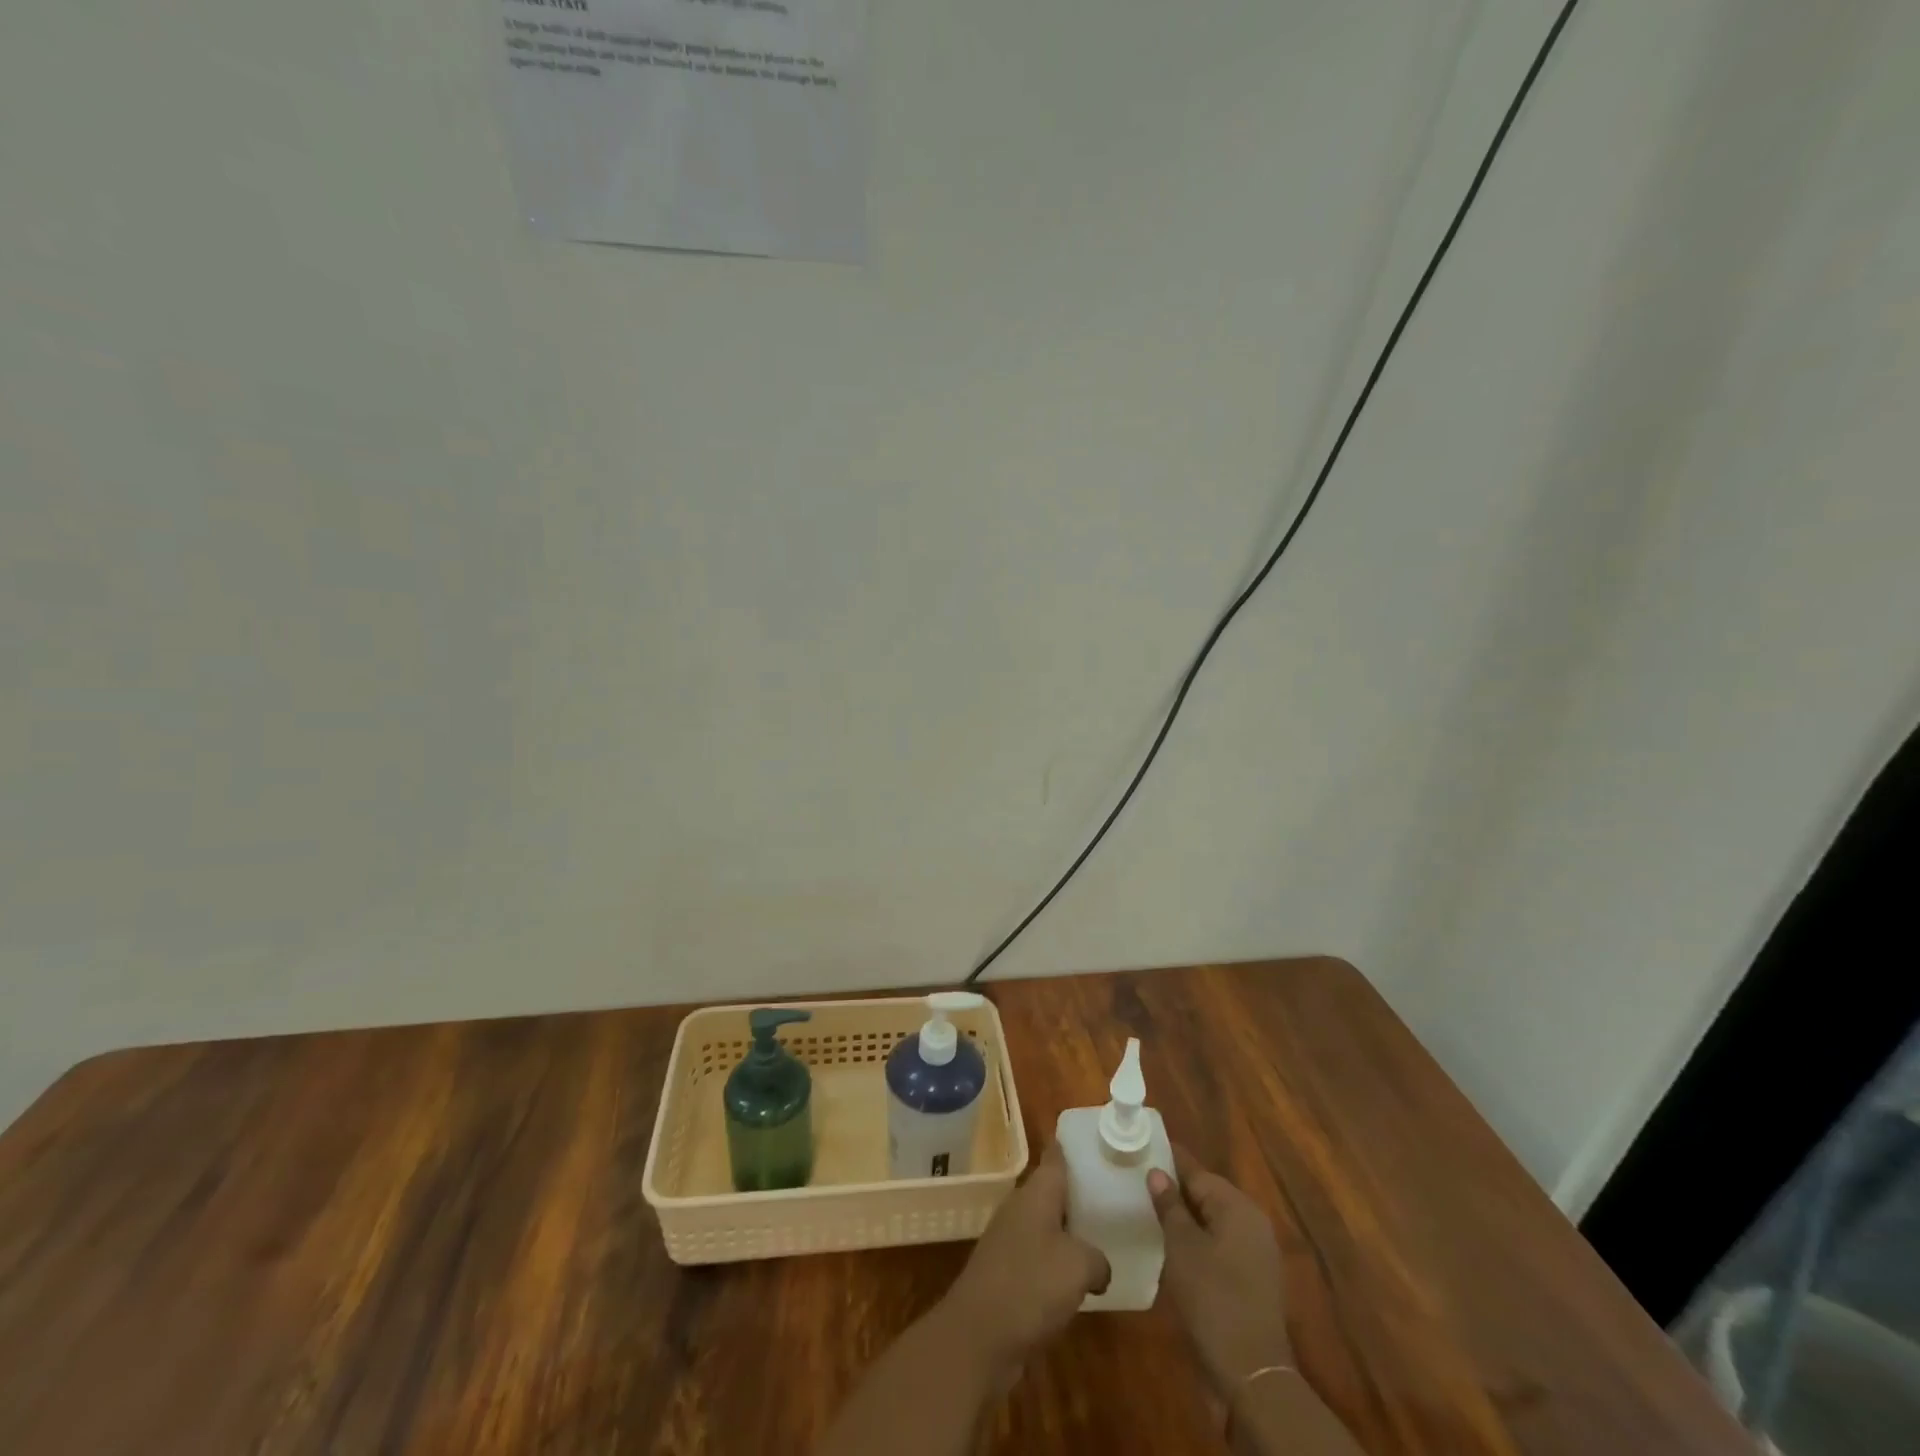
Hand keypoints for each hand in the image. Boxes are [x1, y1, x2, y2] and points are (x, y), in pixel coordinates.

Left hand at [940, 1143, 1109, 1379]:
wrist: (978, 1336)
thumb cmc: (1030, 1285)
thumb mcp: (1078, 1266)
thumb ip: (1097, 1258)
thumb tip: (1099, 1266)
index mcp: (1036, 1194)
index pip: (1055, 1158)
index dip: (1070, 1147)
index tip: (1093, 1141)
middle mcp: (1020, 1210)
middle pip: (1052, 1192)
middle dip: (1078, 1193)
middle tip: (1112, 1196)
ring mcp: (1010, 1242)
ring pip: (1046, 1226)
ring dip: (1069, 1233)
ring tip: (1103, 1238)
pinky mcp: (1007, 1276)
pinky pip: (1039, 1259)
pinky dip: (1058, 1265)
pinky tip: (1079, 1282)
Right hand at [1148, 1147, 1293, 1401]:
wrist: (1251, 1375)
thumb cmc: (1213, 1299)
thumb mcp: (1182, 1246)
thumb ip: (1169, 1205)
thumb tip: (1157, 1172)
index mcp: (1237, 1206)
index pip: (1196, 1170)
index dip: (1167, 1159)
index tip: (1139, 1148)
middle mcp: (1251, 1222)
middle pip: (1206, 1194)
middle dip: (1173, 1189)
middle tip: (1136, 1182)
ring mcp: (1254, 1254)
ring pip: (1211, 1221)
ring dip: (1183, 1218)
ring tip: (1147, 1213)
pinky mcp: (1251, 1281)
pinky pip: (1218, 1246)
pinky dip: (1196, 1242)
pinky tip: (1170, 1249)